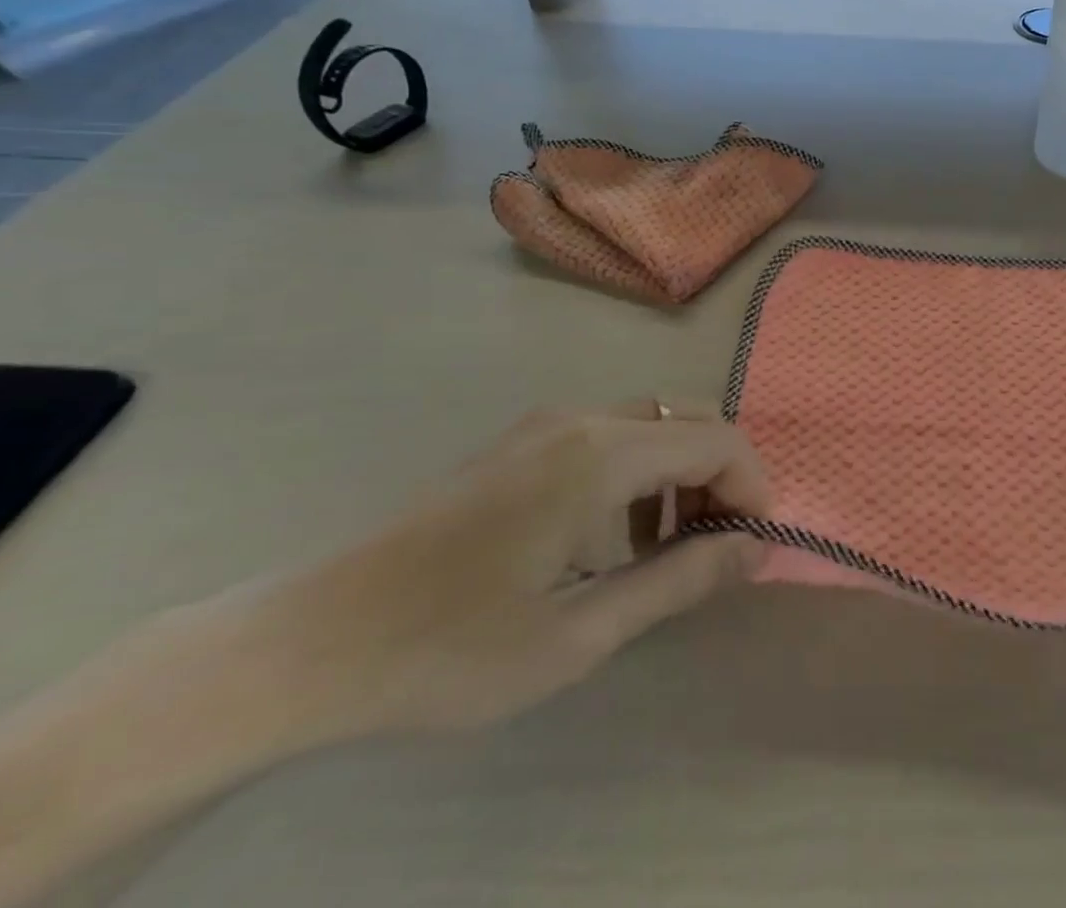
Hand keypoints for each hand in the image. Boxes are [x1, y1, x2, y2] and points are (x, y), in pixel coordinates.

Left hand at [272, 400, 769, 735]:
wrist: (309, 640)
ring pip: (653, 424)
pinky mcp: (523, 439)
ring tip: (668, 548)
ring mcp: (547, 423)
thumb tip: (755, 550)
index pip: (716, 441)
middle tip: (716, 547)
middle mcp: (581, 418)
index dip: (751, 487)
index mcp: (599, 455)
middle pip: (690, 420)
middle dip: (721, 477)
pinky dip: (641, 471)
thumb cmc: (449, 647)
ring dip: (682, 474)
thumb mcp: (577, 634)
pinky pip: (611, 434)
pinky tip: (614, 535)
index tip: (753, 547)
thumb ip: (677, 581)